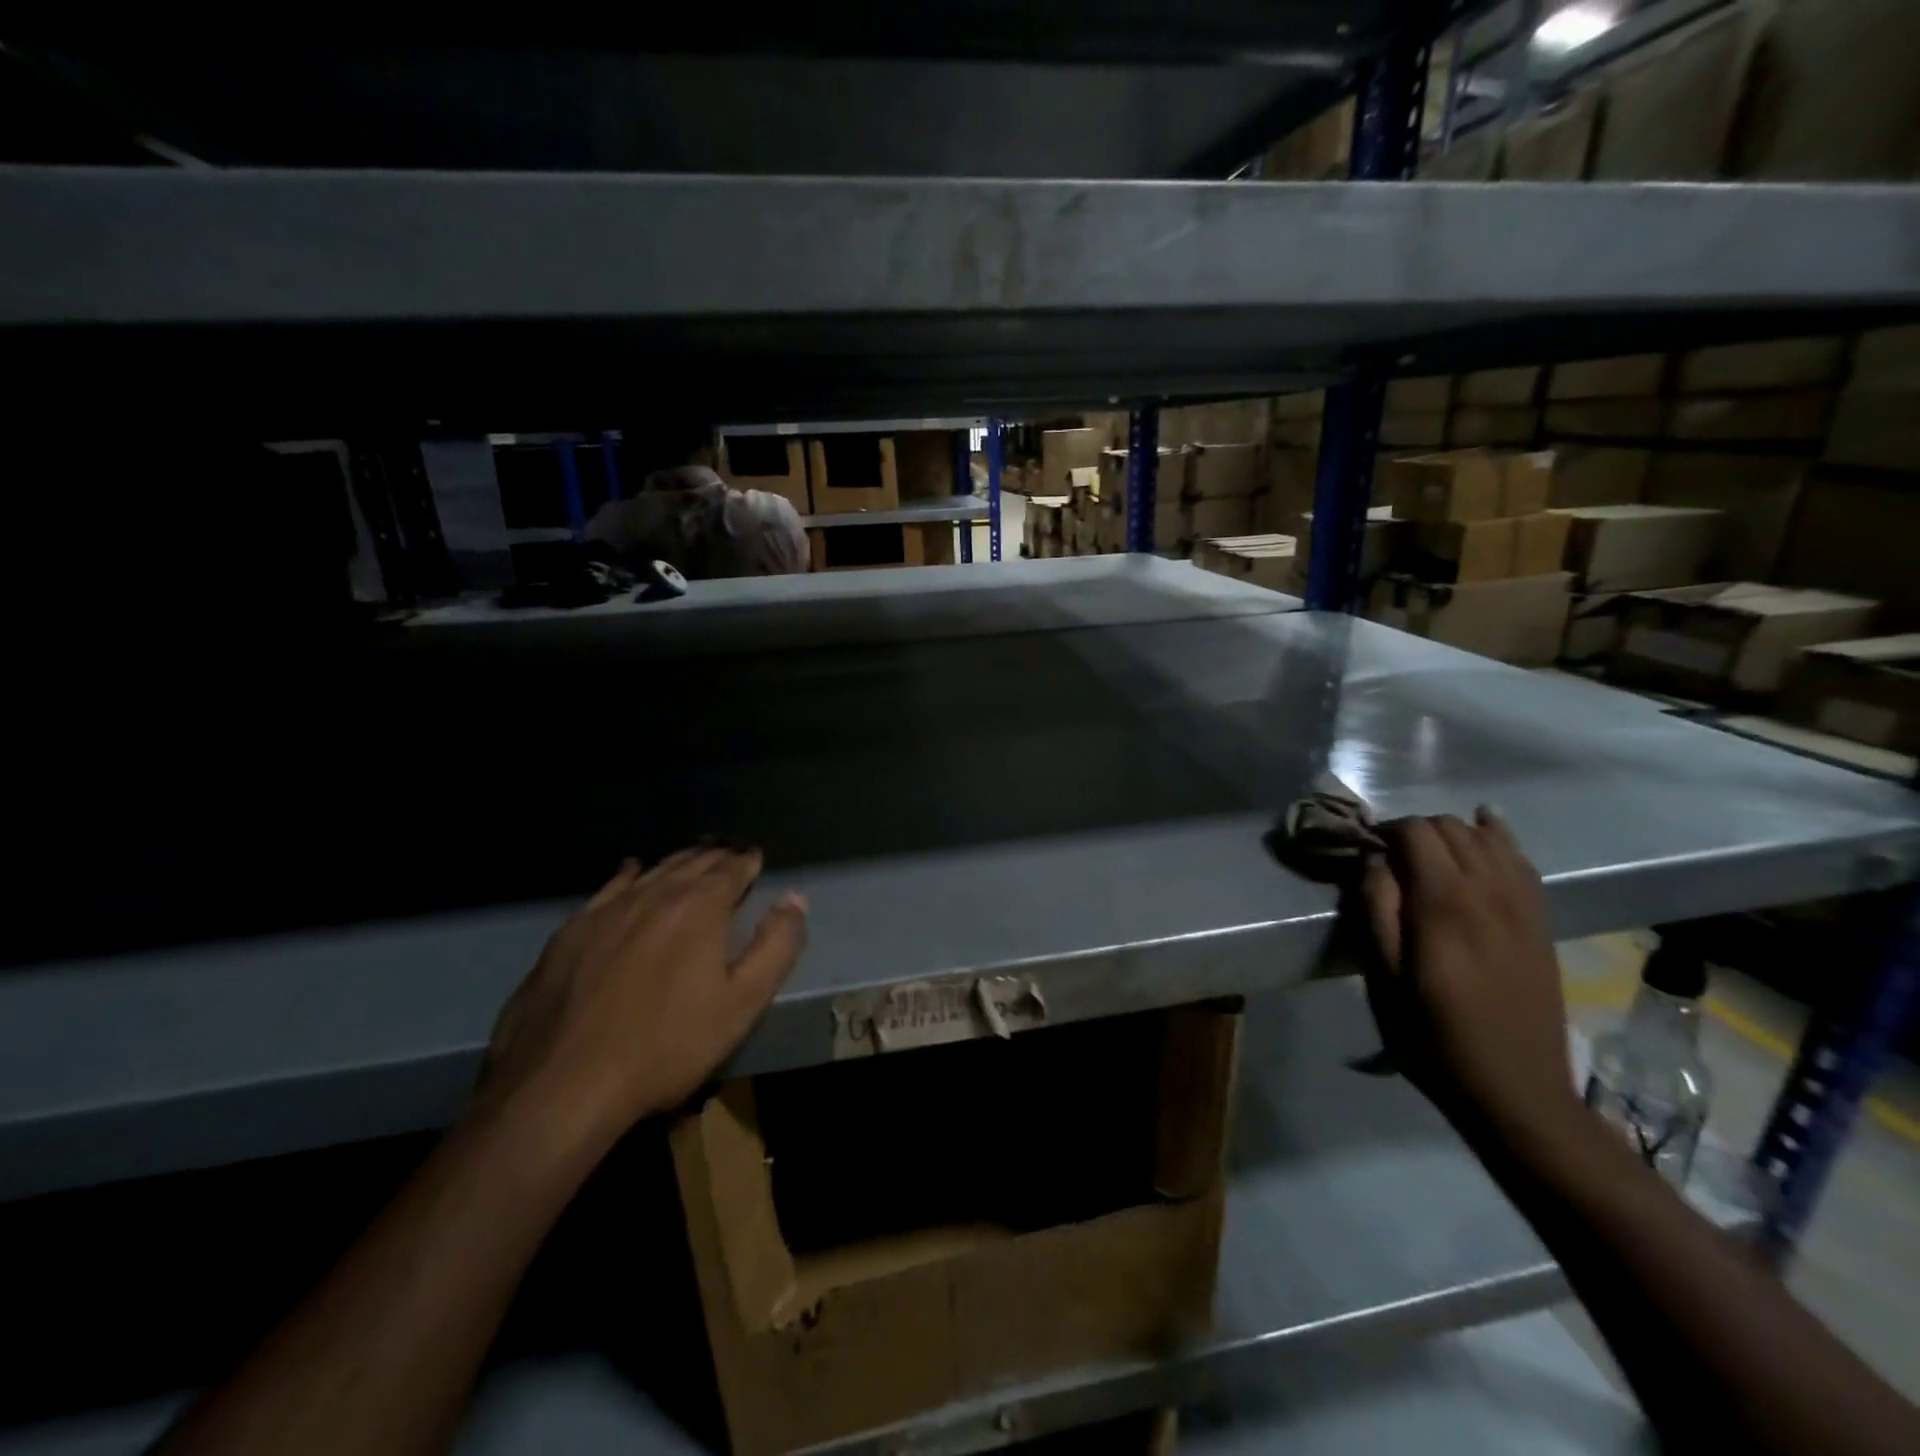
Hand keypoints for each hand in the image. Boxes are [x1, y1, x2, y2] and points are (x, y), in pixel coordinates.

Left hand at [480, 848, 805, 1144]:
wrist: (562, 1085)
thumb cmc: (667, 1046)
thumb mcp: (742, 1003)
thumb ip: (776, 946)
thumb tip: (795, 898)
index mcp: (700, 908)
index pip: (732, 869)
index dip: (747, 862)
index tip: (755, 859)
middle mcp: (656, 894)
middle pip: (692, 863)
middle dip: (716, 858)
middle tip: (729, 857)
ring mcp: (608, 909)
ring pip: (653, 870)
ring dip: (678, 862)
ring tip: (691, 860)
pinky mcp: (571, 930)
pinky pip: (610, 887)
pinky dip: (630, 874)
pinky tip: (632, 871)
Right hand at [1359, 810, 1576, 1141]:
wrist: (1516, 1090)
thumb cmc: (1433, 1036)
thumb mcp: (1383, 978)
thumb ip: (1375, 910)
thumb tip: (1373, 862)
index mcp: (1445, 904)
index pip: (1416, 832)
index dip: (1385, 832)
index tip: (1364, 853)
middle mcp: (1489, 891)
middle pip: (1450, 827)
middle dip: (1414, 831)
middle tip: (1390, 860)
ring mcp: (1523, 905)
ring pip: (1487, 837)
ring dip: (1451, 833)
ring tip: (1426, 855)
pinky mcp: (1541, 921)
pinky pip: (1523, 860)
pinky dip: (1500, 838)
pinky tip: (1486, 828)